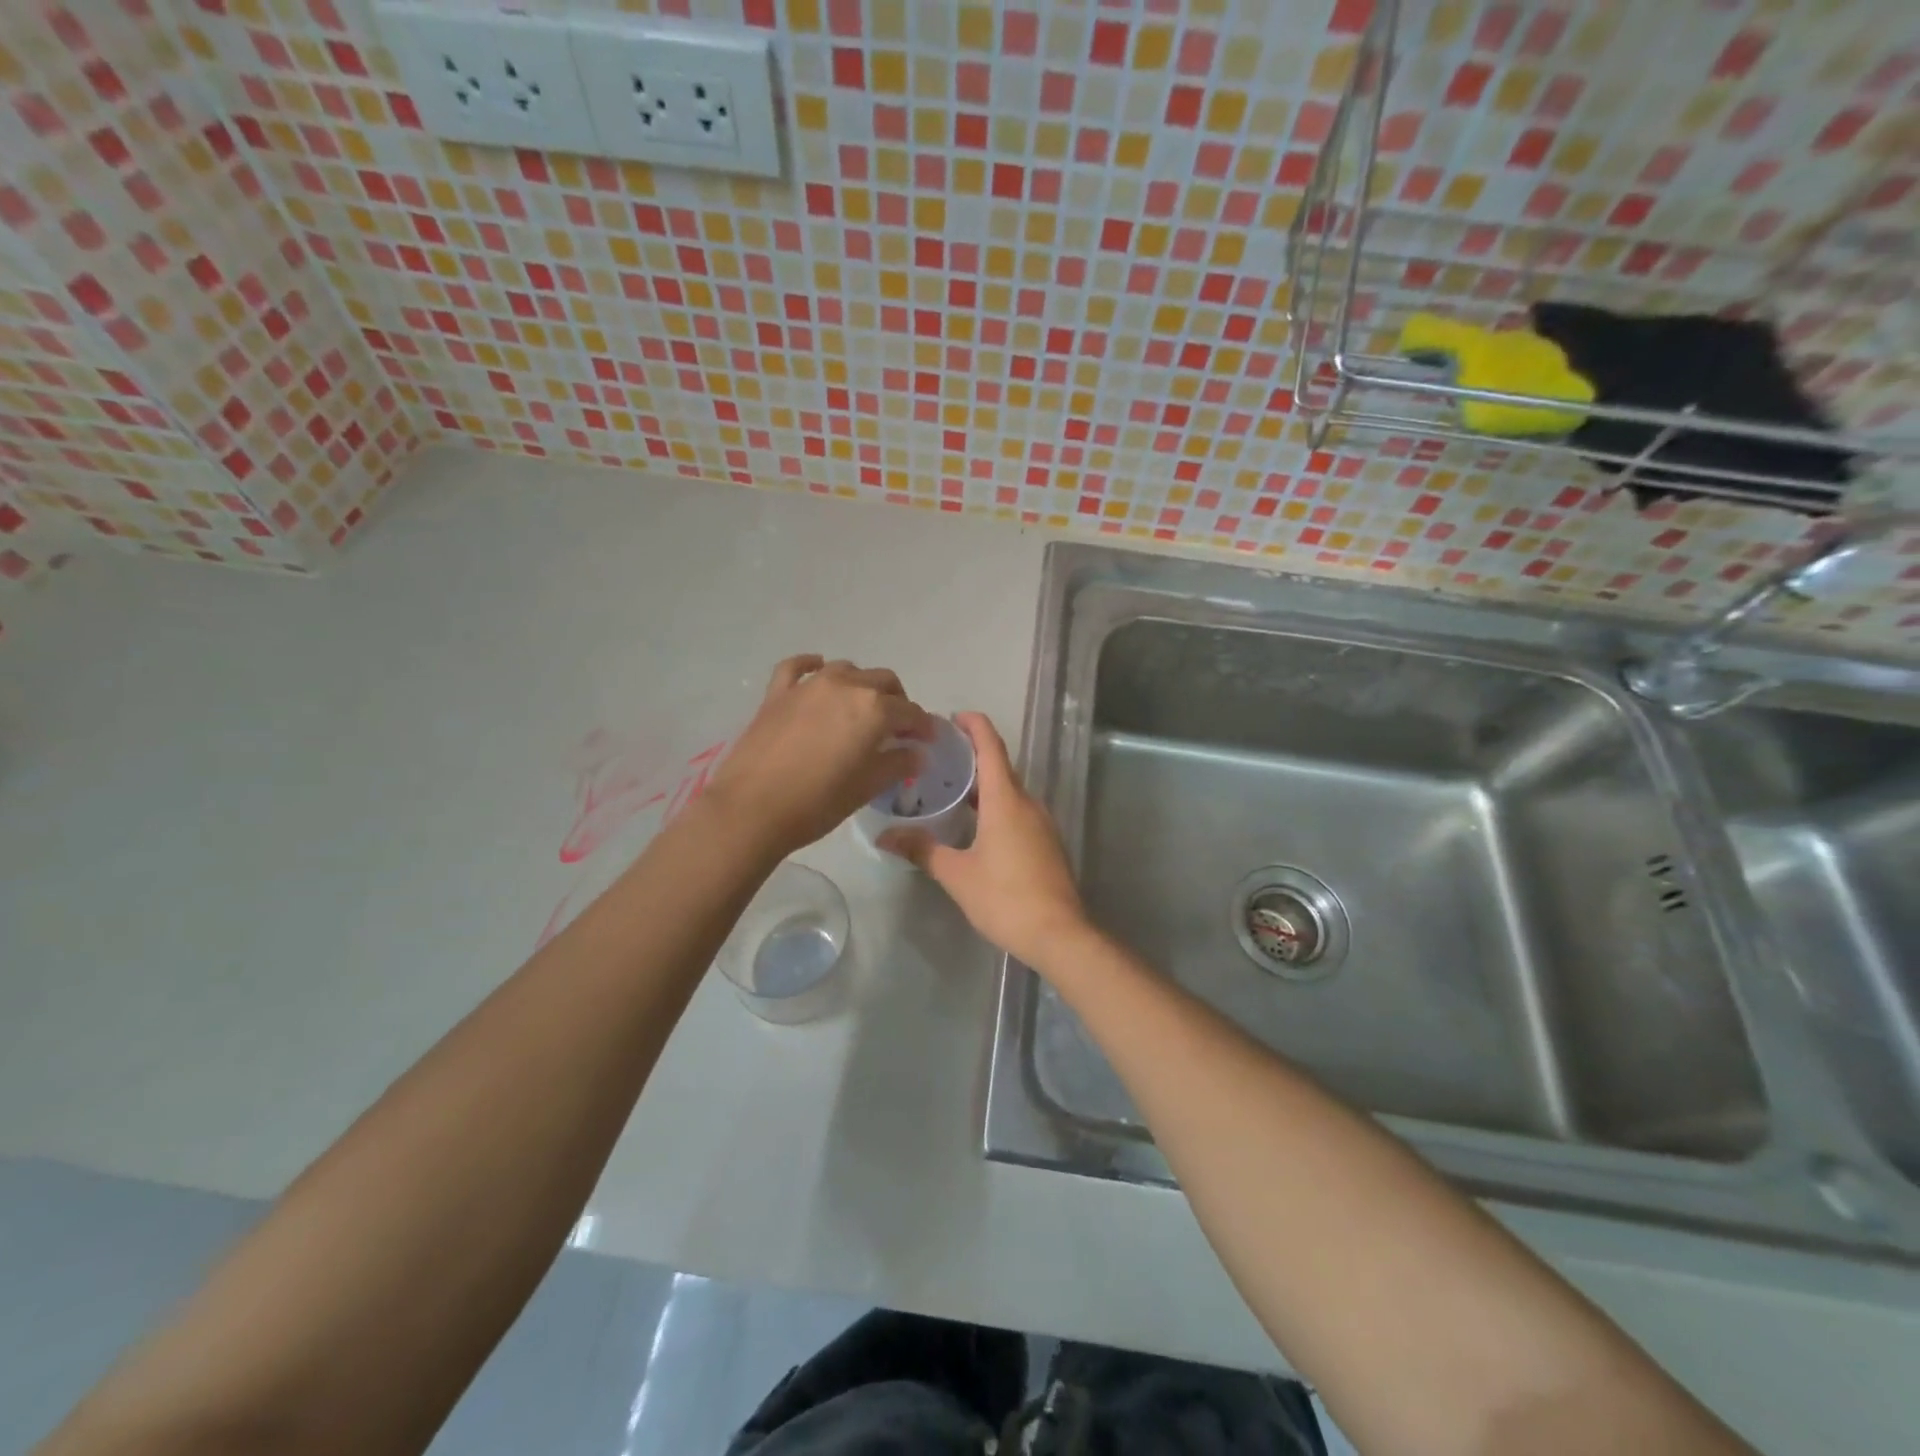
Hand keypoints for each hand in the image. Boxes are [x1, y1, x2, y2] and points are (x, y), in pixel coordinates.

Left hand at [706, 656, 932, 856]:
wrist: (752, 809)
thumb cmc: (818, 802)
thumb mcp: (867, 787)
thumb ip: (897, 764)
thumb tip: (916, 753)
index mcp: (874, 709)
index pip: (910, 712)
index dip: (923, 726)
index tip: (927, 740)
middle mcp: (846, 686)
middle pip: (883, 681)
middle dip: (897, 701)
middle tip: (897, 727)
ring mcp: (809, 685)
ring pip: (847, 669)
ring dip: (861, 685)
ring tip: (861, 709)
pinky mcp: (778, 693)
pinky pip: (798, 667)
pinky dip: (813, 665)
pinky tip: (818, 670)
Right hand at [879, 712, 1090, 969]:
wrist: (1059, 934)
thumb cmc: (1005, 898)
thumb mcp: (956, 874)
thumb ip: (922, 850)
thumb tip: (885, 836)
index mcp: (1006, 799)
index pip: (990, 746)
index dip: (973, 725)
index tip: (951, 718)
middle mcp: (1027, 803)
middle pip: (999, 767)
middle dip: (970, 757)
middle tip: (937, 759)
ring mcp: (1041, 823)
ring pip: (1009, 792)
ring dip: (982, 785)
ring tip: (949, 791)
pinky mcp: (1046, 843)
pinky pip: (1017, 811)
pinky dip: (994, 806)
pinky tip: (974, 826)